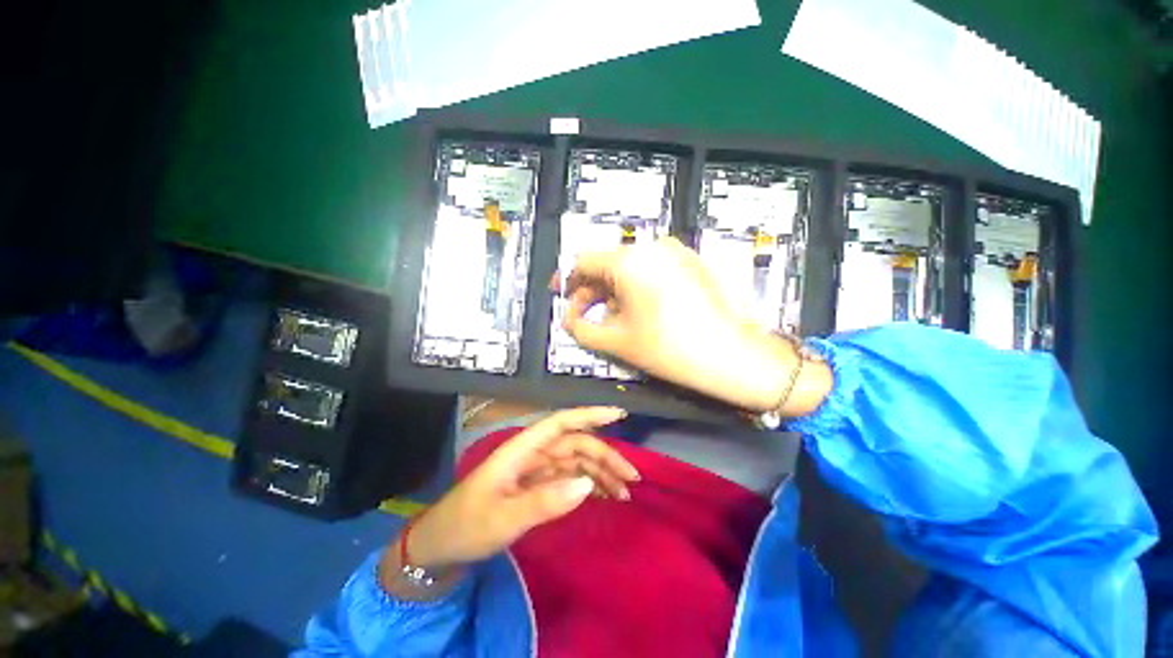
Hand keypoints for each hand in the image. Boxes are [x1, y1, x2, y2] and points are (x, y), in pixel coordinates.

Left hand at [396, 407, 636, 571]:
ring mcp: (536, 470)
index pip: (561, 422)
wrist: (440, 547)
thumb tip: (587, 485)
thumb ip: (544, 502)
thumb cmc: (465, 526)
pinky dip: (589, 486)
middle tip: (631, 479)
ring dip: (601, 473)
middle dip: (605, 456)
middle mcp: (533, 454)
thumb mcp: (502, 519)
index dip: (589, 414)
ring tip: (624, 494)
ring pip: (576, 462)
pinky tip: (605, 496)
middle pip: (576, 444)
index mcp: (522, 449)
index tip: (619, 415)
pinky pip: (569, 479)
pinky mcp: (538, 486)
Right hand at [561, 237, 830, 413]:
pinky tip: (634, 310)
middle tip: (581, 315)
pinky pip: (651, 270)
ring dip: (611, 291)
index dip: (567, 281)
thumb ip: (581, 329)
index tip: (560, 297)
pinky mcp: (690, 263)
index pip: (584, 261)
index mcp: (630, 260)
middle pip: (607, 263)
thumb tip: (568, 321)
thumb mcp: (616, 341)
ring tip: (607, 318)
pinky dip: (635, 288)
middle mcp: (652, 247)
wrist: (732, 356)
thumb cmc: (669, 348)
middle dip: (590, 290)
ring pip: (629, 267)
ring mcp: (675, 253)